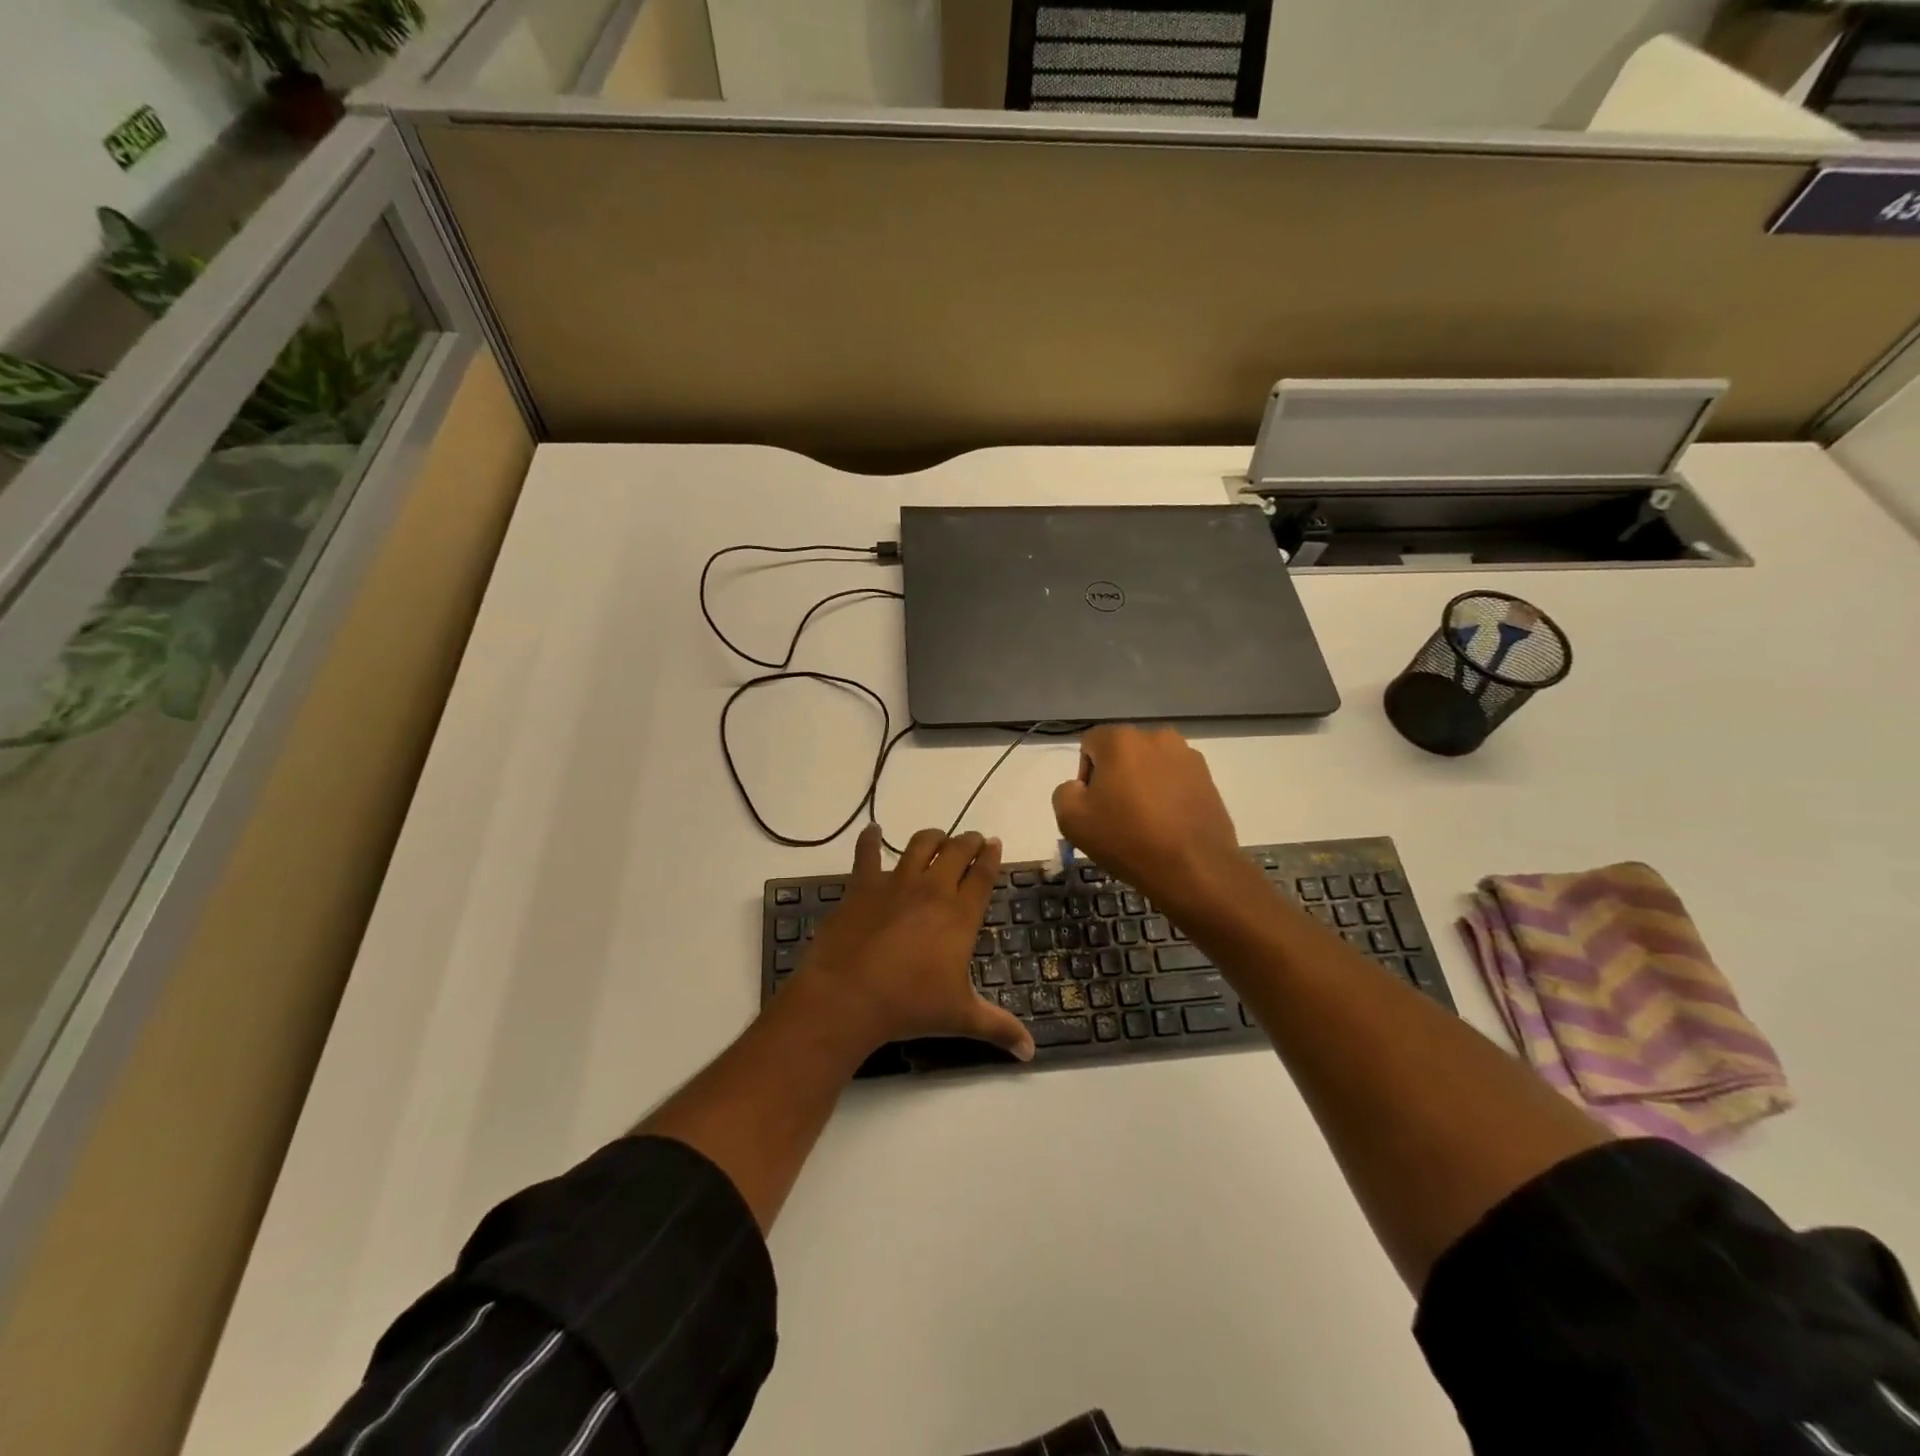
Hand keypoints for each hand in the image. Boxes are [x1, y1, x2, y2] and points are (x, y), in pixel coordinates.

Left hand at [793, 824, 1034, 1061]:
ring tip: (937, 839)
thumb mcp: (961, 1017)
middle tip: (972, 841)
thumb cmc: (910, 1006)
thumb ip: (999, 1029)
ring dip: (933, 838)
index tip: (995, 843)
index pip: (983, 875)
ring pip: (920, 843)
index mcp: (960, 915)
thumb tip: (1032, 1053)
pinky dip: (870, 839)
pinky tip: (872, 831)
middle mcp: (932, 889)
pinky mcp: (862, 885)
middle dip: (968, 841)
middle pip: (956, 851)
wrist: (849, 996)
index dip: (991, 856)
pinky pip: (867, 853)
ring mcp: (895, 883)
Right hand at [1051, 726, 1249, 919]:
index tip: (1093, 806)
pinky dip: (1167, 795)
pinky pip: (1175, 780)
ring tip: (1145, 822)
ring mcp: (1187, 756)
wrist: (1193, 869)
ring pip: (1150, 766)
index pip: (1089, 744)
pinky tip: (1167, 825)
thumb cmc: (1126, 839)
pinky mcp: (1208, 778)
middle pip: (1122, 753)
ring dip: (1142, 785)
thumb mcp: (1071, 819)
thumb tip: (1082, 787)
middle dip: (1115, 778)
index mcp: (1121, 739)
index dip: (1085, 775)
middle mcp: (1157, 737)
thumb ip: (1065, 791)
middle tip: (1116, 815)